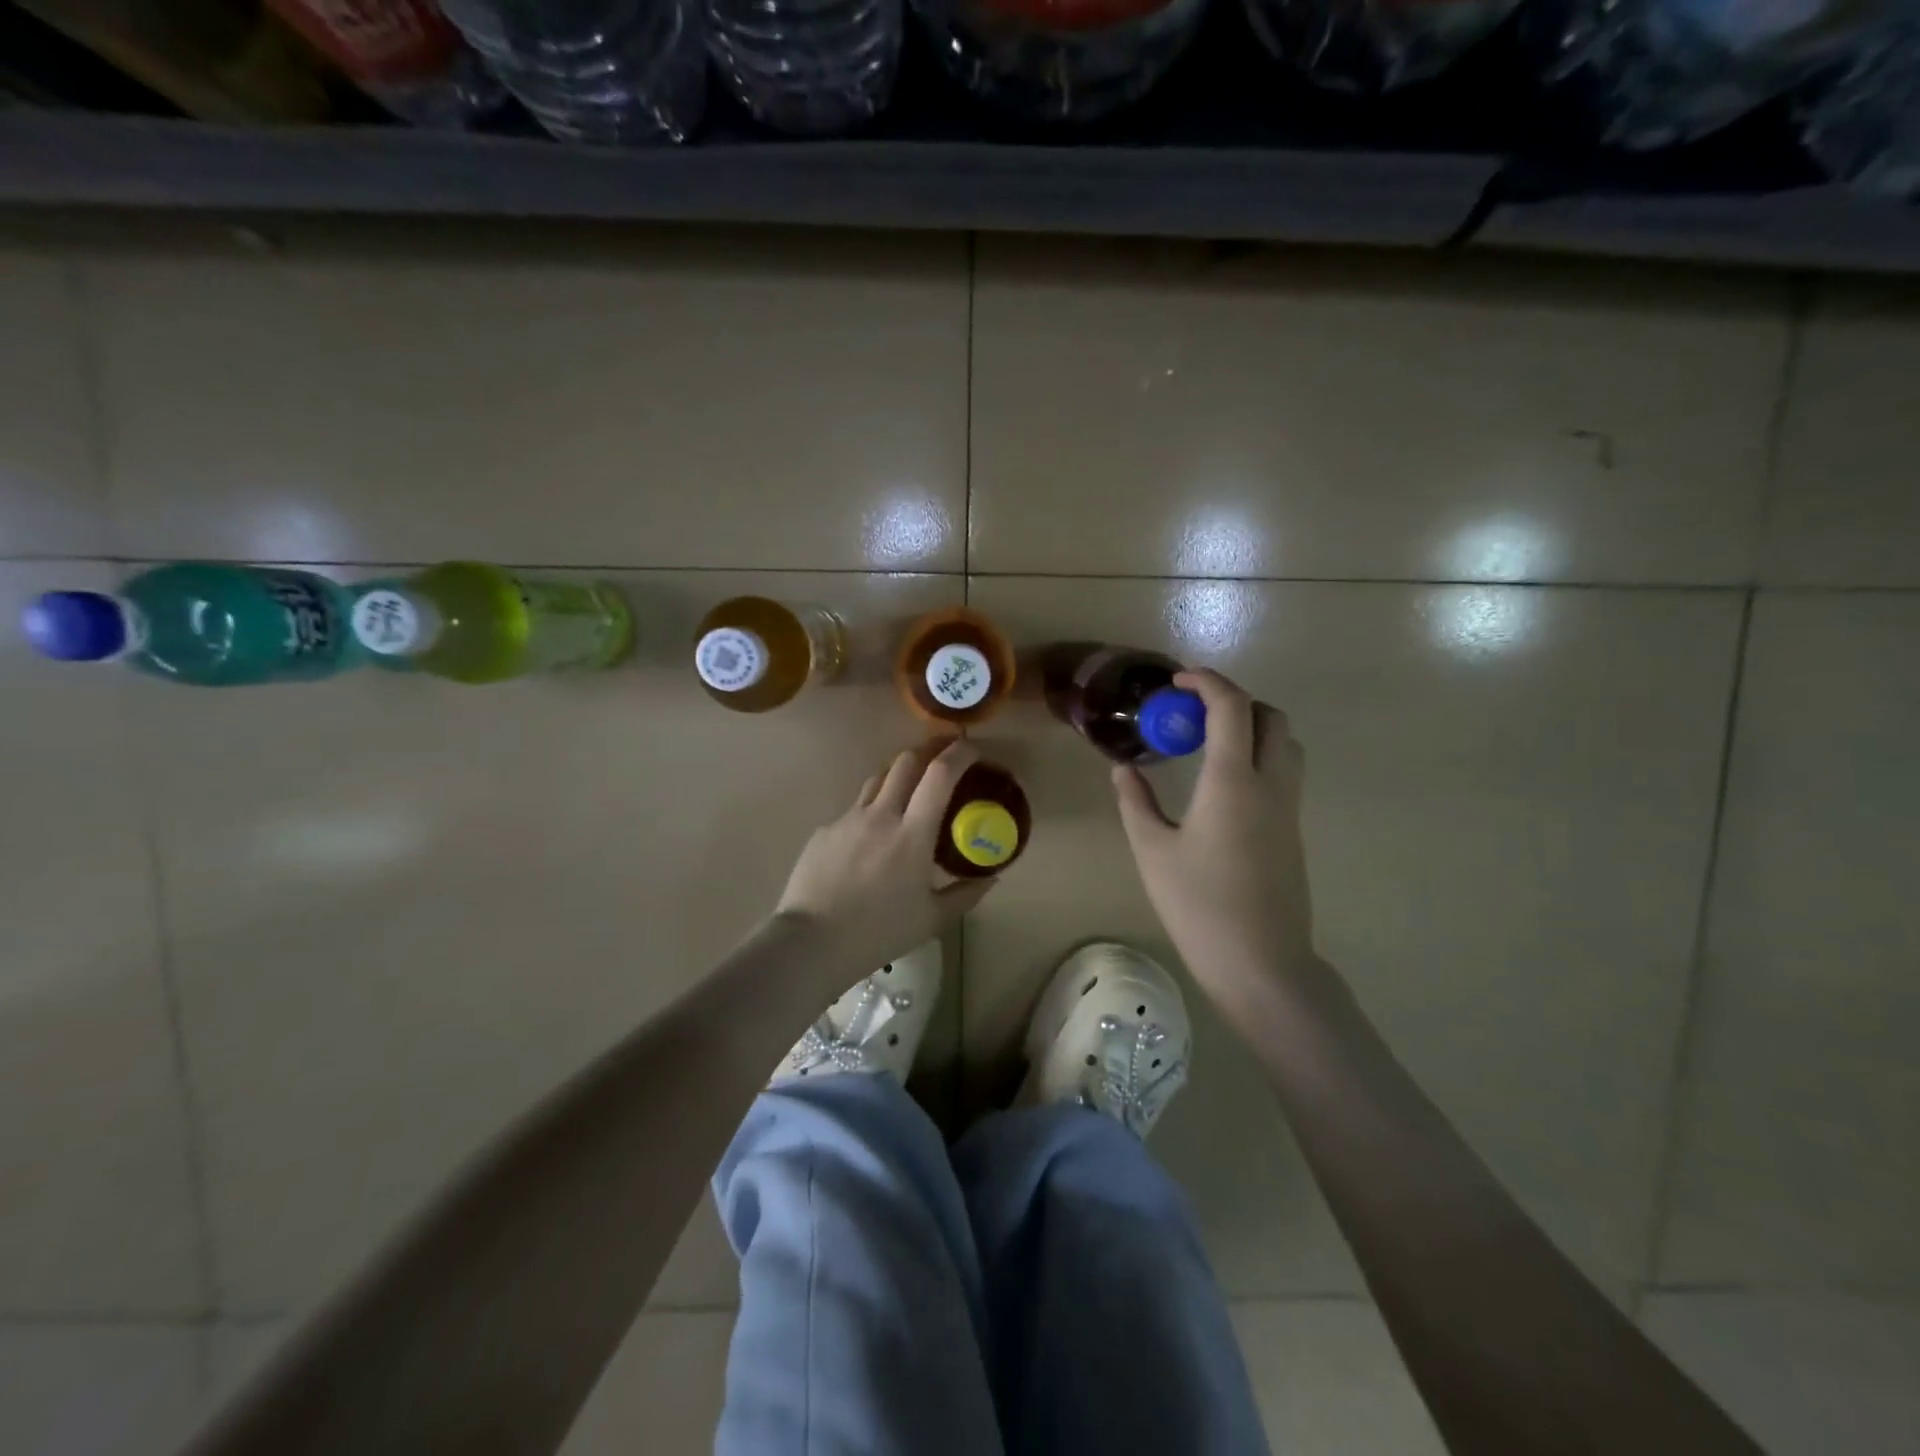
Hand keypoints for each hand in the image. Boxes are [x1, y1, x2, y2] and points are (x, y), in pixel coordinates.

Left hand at [774, 739, 993, 985]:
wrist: (811, 942)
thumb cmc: (878, 933)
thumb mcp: (933, 920)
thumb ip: (966, 893)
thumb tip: (992, 878)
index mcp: (912, 834)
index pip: (940, 775)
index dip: (959, 754)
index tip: (973, 749)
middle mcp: (881, 815)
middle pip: (906, 761)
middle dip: (929, 750)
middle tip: (944, 757)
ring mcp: (849, 819)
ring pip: (878, 778)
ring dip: (899, 775)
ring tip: (910, 790)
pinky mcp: (825, 830)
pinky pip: (855, 810)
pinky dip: (872, 811)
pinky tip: (872, 838)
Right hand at [1112, 669, 1315, 1013]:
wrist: (1262, 964)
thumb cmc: (1200, 906)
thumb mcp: (1153, 852)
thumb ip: (1135, 802)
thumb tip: (1123, 768)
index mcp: (1233, 781)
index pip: (1231, 707)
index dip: (1206, 682)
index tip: (1177, 681)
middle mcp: (1270, 784)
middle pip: (1270, 716)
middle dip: (1233, 700)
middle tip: (1192, 714)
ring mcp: (1289, 808)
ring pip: (1284, 743)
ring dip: (1252, 727)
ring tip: (1209, 744)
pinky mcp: (1294, 831)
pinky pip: (1284, 772)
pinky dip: (1258, 755)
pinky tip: (1223, 783)